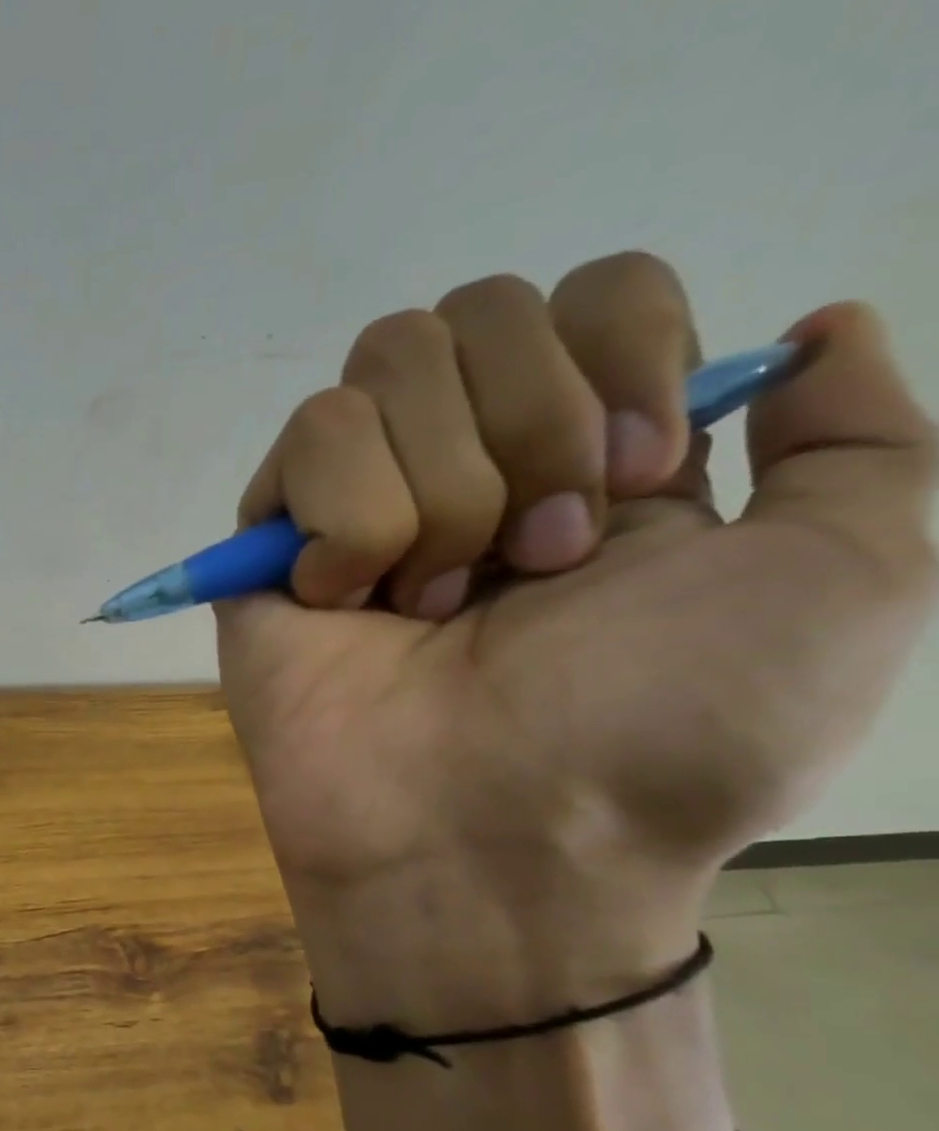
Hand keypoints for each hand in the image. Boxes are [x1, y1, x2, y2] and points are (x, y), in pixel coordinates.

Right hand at [219, 254, 936, 1030]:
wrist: (493, 840)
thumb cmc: (661, 732)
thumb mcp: (845, 582)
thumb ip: (860, 441)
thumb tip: (812, 327)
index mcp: (589, 455)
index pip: (593, 291)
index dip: (625, 351)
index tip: (642, 479)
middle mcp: (466, 461)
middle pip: (476, 308)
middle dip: (531, 428)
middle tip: (539, 566)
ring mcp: (356, 499)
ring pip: (382, 365)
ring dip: (443, 490)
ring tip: (436, 604)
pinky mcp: (270, 542)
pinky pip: (307, 440)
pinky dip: (352, 521)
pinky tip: (351, 603)